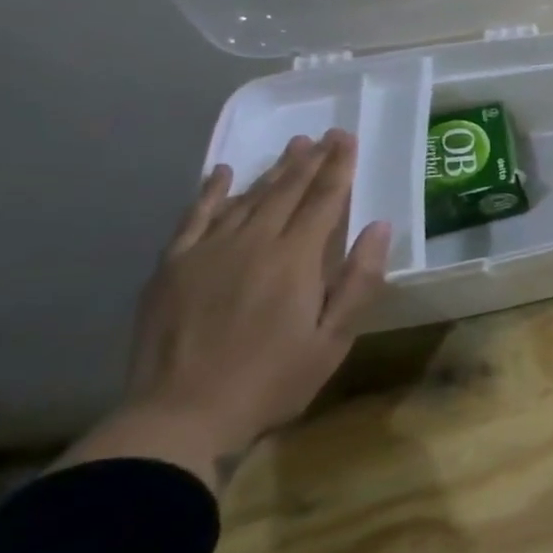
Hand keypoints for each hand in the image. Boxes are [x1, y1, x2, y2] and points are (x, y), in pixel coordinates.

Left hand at [79, 130, 390, 483]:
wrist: (177, 417)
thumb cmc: (271, 381)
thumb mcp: (332, 340)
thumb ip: (358, 281)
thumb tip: (380, 227)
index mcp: (295, 260)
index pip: (324, 200)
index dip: (338, 168)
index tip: (347, 138)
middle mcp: (253, 243)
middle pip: (286, 192)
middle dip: (310, 161)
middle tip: (325, 134)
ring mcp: (207, 253)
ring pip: (247, 199)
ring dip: (273, 171)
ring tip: (292, 147)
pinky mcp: (172, 268)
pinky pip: (195, 218)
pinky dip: (210, 192)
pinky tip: (222, 173)